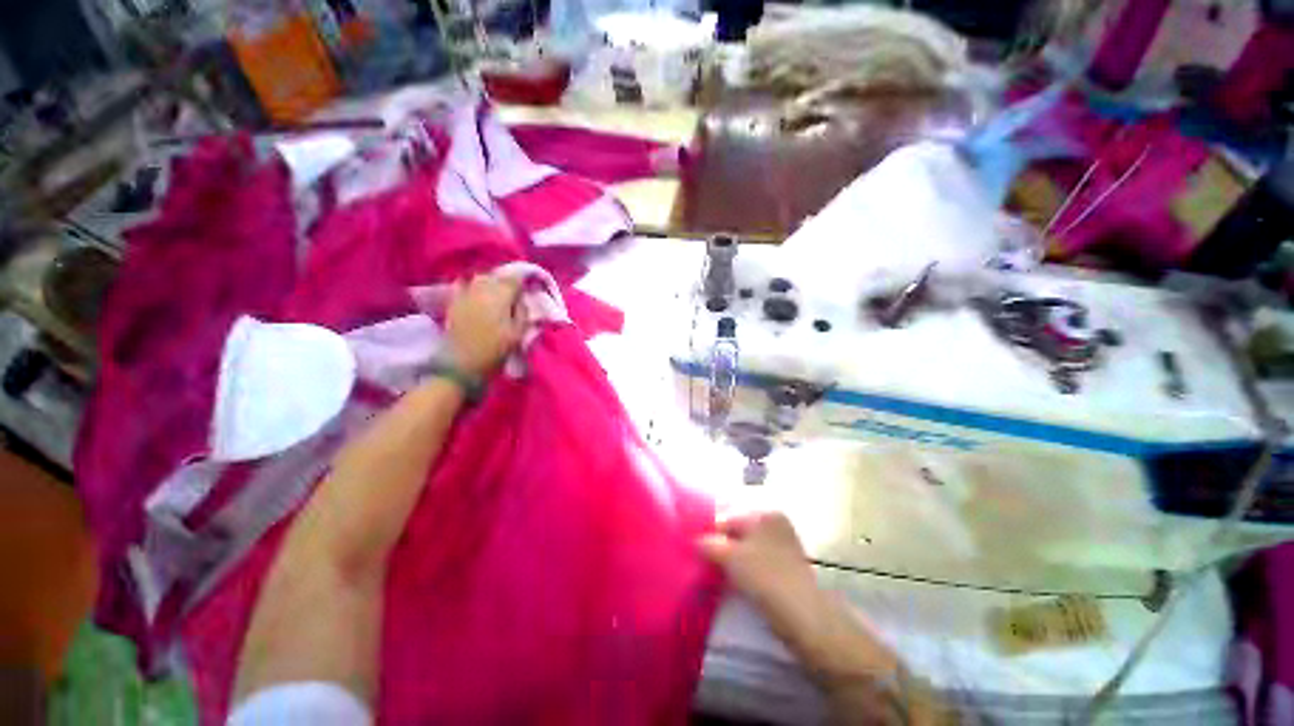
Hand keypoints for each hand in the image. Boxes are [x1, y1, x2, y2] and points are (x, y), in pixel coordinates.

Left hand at [446, 275, 525, 376]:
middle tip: (514, 296)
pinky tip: (474, 294)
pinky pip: (462, 285)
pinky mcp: (453, 301)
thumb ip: (523, 312)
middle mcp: (482, 288)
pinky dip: (470, 286)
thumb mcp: (518, 334)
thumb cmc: (495, 350)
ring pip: (480, 278)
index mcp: (501, 295)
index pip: (515, 278)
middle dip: (506, 283)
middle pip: (497, 277)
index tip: (528, 291)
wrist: (462, 363)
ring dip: (490, 284)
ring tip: (496, 295)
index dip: (524, 282)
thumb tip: (522, 299)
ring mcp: (465, 293)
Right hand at [701, 512, 904, 706]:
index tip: (694, 550)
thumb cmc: (765, 577)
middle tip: (703, 562)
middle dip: (720, 546)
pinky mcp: (785, 568)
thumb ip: (708, 544)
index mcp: (765, 514)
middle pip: (738, 533)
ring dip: (731, 560)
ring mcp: (783, 547)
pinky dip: (744, 571)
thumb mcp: (730, 557)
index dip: (710, 534)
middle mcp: (776, 525)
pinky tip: (735, 583)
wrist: (805, 618)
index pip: (728, 519)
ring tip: (716, 575)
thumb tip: (693, 539)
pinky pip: (756, 563)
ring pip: (746, 549)